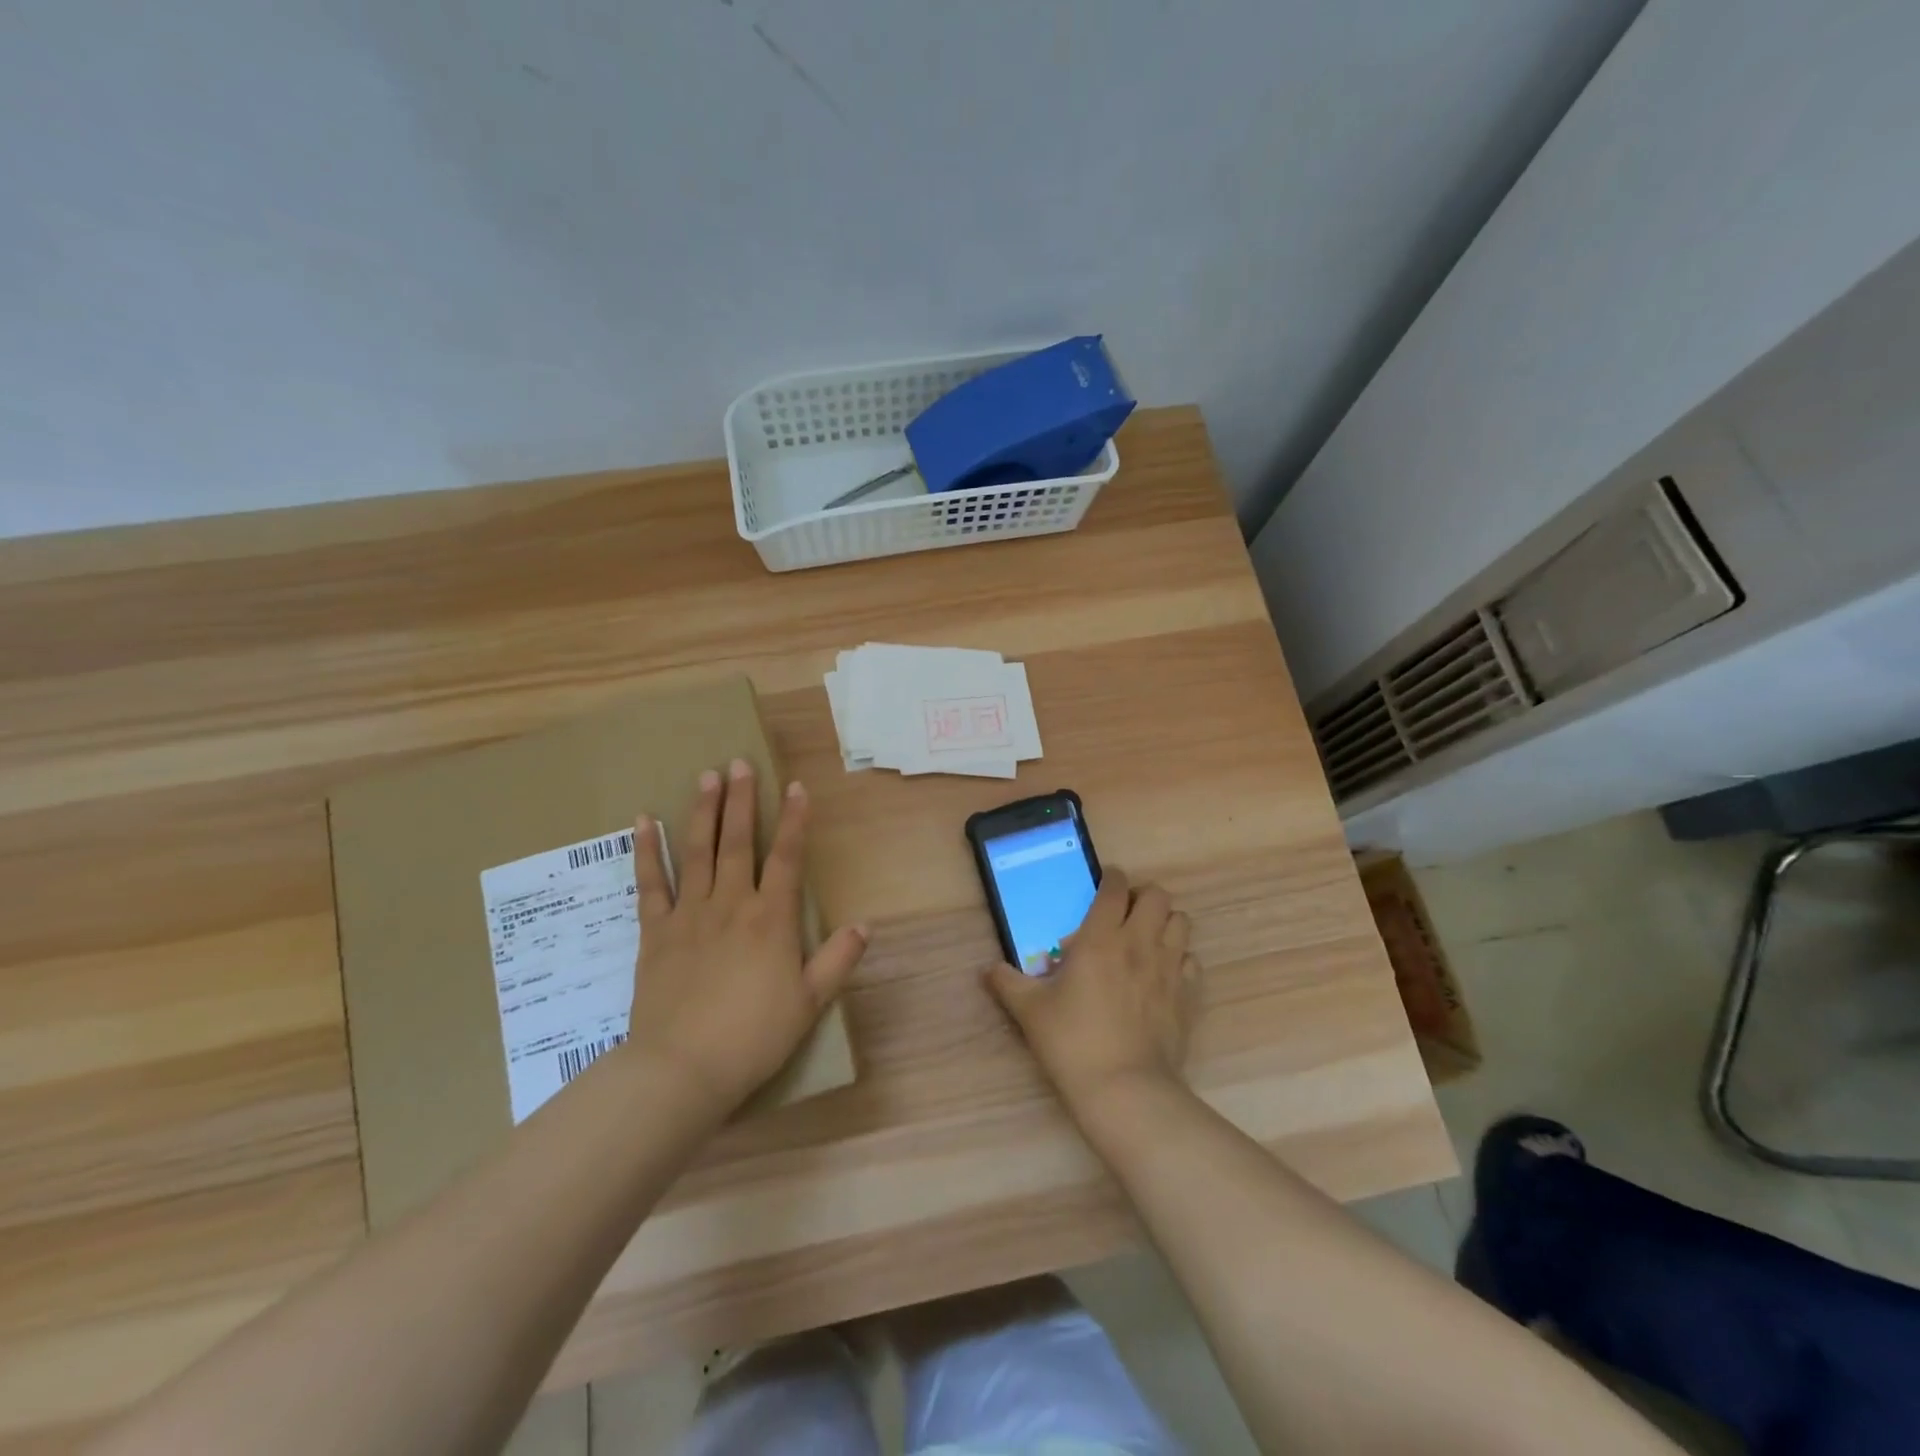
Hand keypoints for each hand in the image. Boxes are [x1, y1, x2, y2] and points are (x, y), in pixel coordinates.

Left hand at [624, 760, 866, 1116]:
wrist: (682, 1069)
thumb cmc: (753, 1037)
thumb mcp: (809, 1003)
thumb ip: (838, 960)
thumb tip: (866, 924)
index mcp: (772, 919)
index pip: (788, 858)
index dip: (795, 820)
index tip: (796, 786)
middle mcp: (732, 904)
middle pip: (738, 842)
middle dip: (742, 800)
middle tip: (739, 763)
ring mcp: (689, 914)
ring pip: (697, 851)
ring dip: (702, 811)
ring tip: (706, 776)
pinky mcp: (655, 932)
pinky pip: (650, 884)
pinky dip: (646, 851)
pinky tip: (642, 822)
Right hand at [984, 867, 1199, 1110]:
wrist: (1125, 1090)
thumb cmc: (1072, 1042)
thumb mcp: (1030, 1011)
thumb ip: (1007, 983)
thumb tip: (987, 969)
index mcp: (1101, 938)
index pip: (1114, 888)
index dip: (1111, 877)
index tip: (1104, 882)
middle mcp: (1139, 943)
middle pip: (1157, 895)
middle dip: (1141, 895)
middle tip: (1124, 913)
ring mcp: (1169, 968)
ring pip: (1181, 921)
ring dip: (1164, 921)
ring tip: (1146, 938)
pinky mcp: (1187, 995)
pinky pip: (1191, 960)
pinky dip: (1180, 958)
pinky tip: (1162, 974)